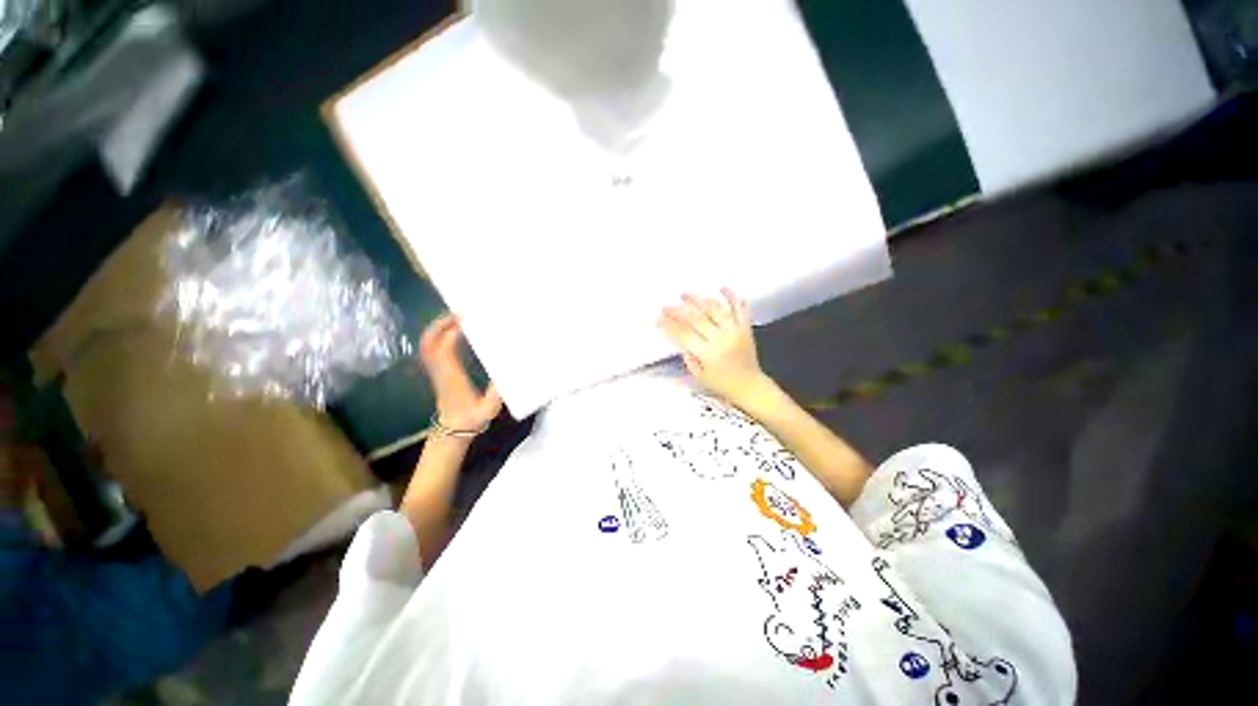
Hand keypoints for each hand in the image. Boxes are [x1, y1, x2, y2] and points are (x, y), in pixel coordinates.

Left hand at [419, 315, 502, 433]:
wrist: (453, 430)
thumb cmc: (473, 419)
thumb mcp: (489, 408)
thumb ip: (497, 391)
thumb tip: (507, 369)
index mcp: (452, 378)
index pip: (445, 350)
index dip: (452, 333)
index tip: (467, 320)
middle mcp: (440, 371)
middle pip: (430, 342)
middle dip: (440, 324)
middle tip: (459, 311)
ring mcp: (435, 370)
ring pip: (427, 344)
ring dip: (438, 327)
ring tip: (456, 316)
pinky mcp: (437, 371)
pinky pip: (431, 348)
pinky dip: (438, 335)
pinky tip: (453, 330)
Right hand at [658, 289, 770, 407]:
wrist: (750, 387)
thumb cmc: (723, 384)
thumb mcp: (699, 375)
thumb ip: (688, 355)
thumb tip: (678, 338)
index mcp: (708, 354)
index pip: (684, 334)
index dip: (669, 325)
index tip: (658, 319)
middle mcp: (721, 340)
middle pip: (696, 319)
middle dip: (678, 310)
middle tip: (667, 306)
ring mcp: (734, 331)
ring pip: (715, 309)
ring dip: (699, 299)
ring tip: (685, 294)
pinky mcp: (745, 328)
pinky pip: (740, 308)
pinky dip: (732, 296)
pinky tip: (723, 288)